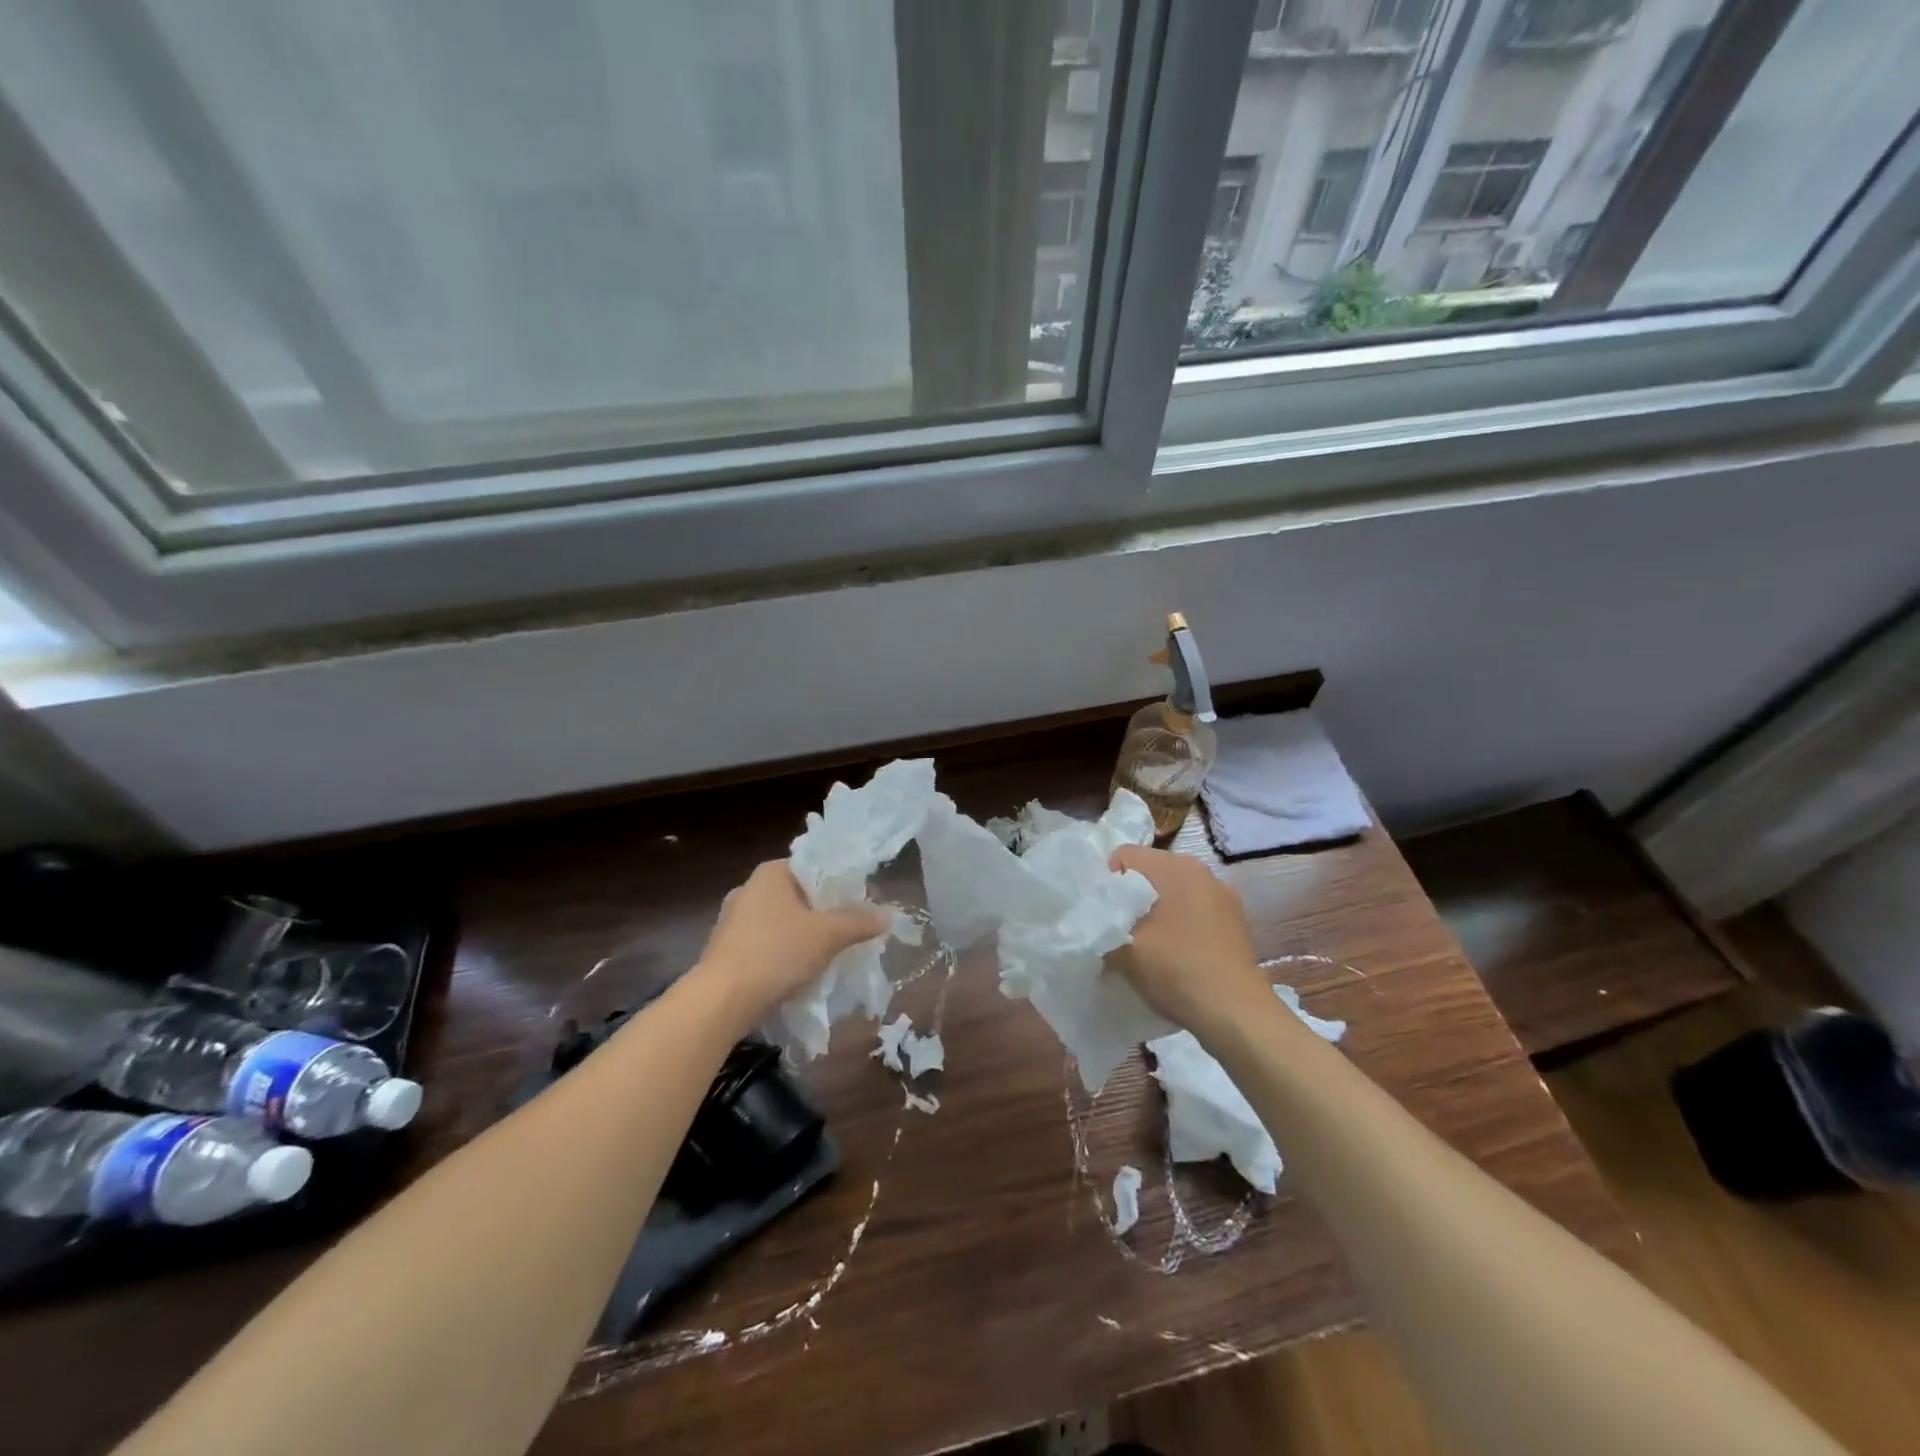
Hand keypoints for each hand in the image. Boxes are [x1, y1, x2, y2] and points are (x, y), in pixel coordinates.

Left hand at [695, 860, 889, 1022]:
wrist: (720, 1001)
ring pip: (783, 921)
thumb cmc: (776, 953)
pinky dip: (785, 953)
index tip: (862, 903)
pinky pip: (766, 944)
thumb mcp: (828, 935)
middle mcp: (749, 888)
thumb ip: (859, 921)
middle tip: (852, 930)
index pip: (815, 866)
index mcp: (771, 872)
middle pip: (800, 895)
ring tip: (831, 953)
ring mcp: (733, 920)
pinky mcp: (726, 949)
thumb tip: (888, 914)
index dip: (841, 883)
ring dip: (805, 935)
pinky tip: (800, 972)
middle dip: (825, 913)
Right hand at [1105, 845, 1272, 1041]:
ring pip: (1172, 894)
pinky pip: (1193, 913)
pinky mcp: (1235, 924)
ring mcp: (1223, 897)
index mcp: (1176, 866)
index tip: (1100, 914)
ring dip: (1155, 913)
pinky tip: (1174, 956)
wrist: (1235, 1014)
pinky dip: (1178, 927)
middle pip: (1149, 873)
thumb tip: (1092, 919)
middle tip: (1117, 931)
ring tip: (1145, 947)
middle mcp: (1203, 872)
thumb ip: (1100, 924)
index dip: (1104, 882)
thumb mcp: (1123, 948)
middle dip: (1129, 898)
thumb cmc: (1176, 969)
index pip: (1124, 855)